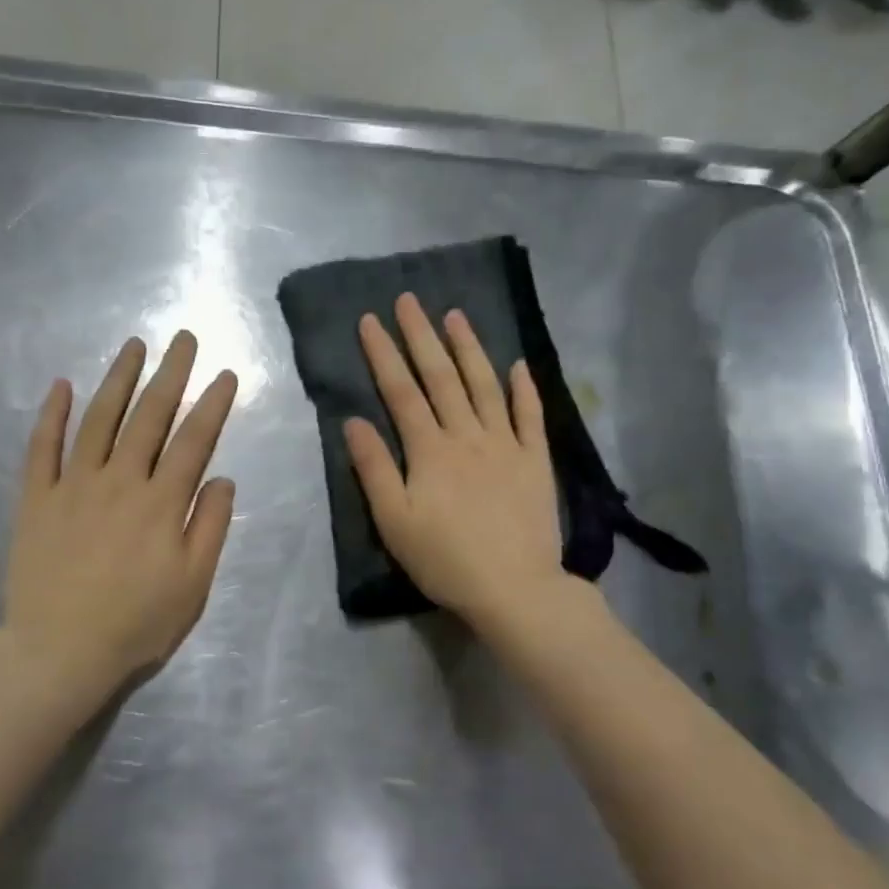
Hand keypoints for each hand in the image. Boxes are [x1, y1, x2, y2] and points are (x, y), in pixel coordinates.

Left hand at [3, 332, 237, 712]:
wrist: (59, 653)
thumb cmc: (136, 623)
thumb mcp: (193, 585)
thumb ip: (210, 527)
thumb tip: (222, 478)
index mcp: (161, 502)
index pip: (194, 440)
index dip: (213, 405)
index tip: (226, 375)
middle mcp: (119, 480)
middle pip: (149, 416)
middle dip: (170, 374)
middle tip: (183, 339)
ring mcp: (73, 485)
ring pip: (99, 419)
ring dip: (118, 379)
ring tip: (133, 346)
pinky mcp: (37, 498)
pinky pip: (42, 447)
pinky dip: (51, 414)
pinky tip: (61, 385)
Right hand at [345, 294, 570, 630]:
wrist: (514, 588)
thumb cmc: (444, 559)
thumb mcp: (394, 521)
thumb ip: (373, 468)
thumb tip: (353, 420)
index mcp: (429, 450)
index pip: (401, 391)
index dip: (384, 354)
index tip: (370, 320)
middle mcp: (467, 435)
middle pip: (441, 377)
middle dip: (421, 336)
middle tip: (409, 300)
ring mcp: (506, 445)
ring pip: (484, 385)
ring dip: (469, 348)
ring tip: (456, 315)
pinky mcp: (535, 461)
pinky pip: (530, 416)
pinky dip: (524, 389)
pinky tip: (518, 365)